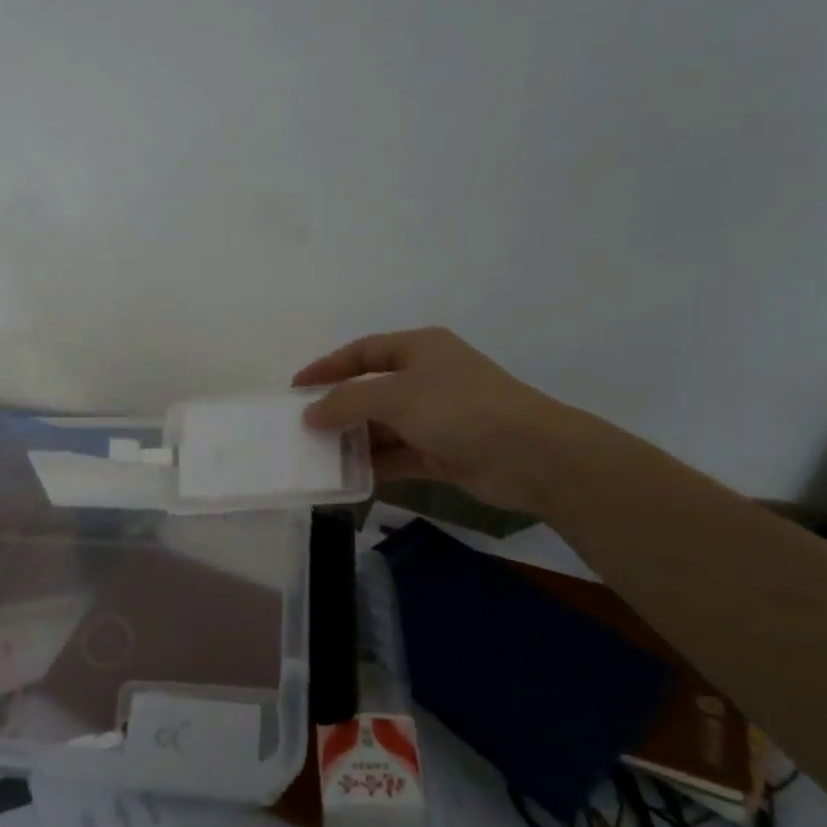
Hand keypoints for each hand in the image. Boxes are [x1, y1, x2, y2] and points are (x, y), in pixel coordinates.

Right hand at [293, 327, 579, 514]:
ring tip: (319, 456)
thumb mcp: (395, 396)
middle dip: (338, 409)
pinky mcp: (443, 451)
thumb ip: (347, 402)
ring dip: (354, 440)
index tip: (295, 389)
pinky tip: (349, 477)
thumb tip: (310, 414)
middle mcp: (426, 378)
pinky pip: (399, 455)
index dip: (327, 367)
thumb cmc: (459, 408)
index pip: (362, 352)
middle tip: (303, 427)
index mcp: (418, 349)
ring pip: (383, 426)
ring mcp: (436, 416)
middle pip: (370, 390)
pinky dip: (376, 464)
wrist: (531, 455)